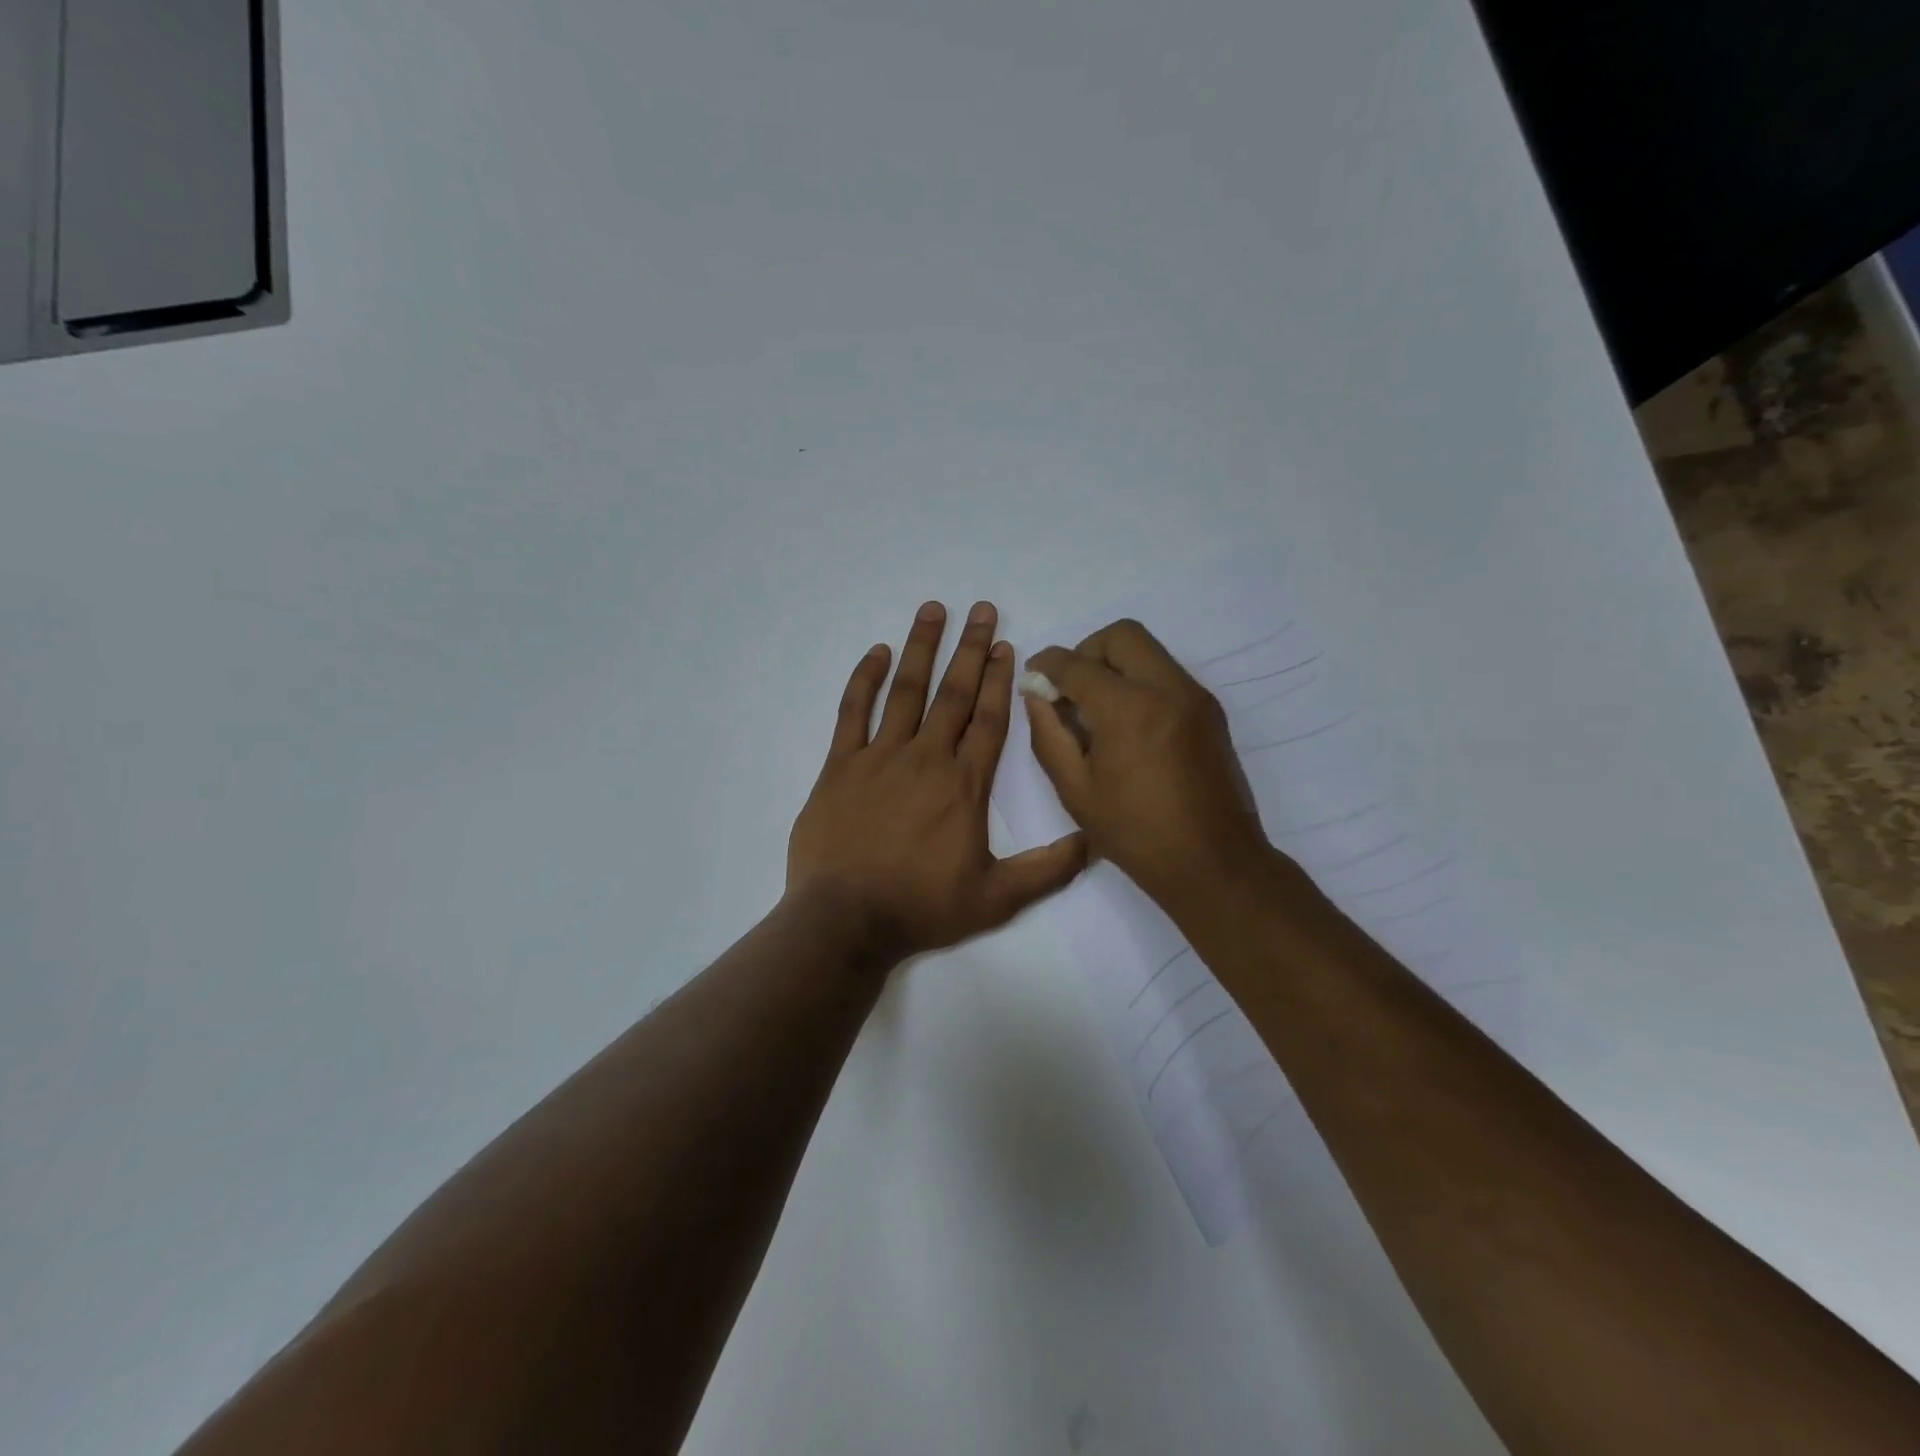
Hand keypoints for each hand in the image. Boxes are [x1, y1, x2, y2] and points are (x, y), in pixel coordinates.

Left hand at [788, 601, 1087, 962]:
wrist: (846, 920)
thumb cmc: (922, 907)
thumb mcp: (996, 899)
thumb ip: (1047, 870)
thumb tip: (1094, 841)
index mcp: (965, 784)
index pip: (989, 719)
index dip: (1000, 680)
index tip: (1007, 646)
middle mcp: (926, 758)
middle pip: (954, 693)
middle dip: (971, 649)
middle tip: (982, 609)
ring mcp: (880, 757)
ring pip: (907, 691)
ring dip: (922, 648)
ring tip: (934, 610)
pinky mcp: (841, 766)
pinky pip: (853, 712)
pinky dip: (865, 679)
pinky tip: (878, 652)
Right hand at [1024, 619, 1273, 914]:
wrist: (1213, 862)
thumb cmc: (1135, 833)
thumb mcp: (1075, 789)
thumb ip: (1049, 733)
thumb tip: (1036, 694)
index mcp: (1128, 709)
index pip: (1077, 664)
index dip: (1047, 665)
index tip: (1034, 678)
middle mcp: (1167, 688)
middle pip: (1121, 635)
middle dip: (1086, 652)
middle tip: (1071, 688)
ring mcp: (1195, 696)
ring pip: (1148, 650)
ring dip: (1115, 664)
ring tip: (1097, 709)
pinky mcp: (1210, 710)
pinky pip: (1166, 673)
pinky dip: (1140, 681)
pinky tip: (1127, 724)